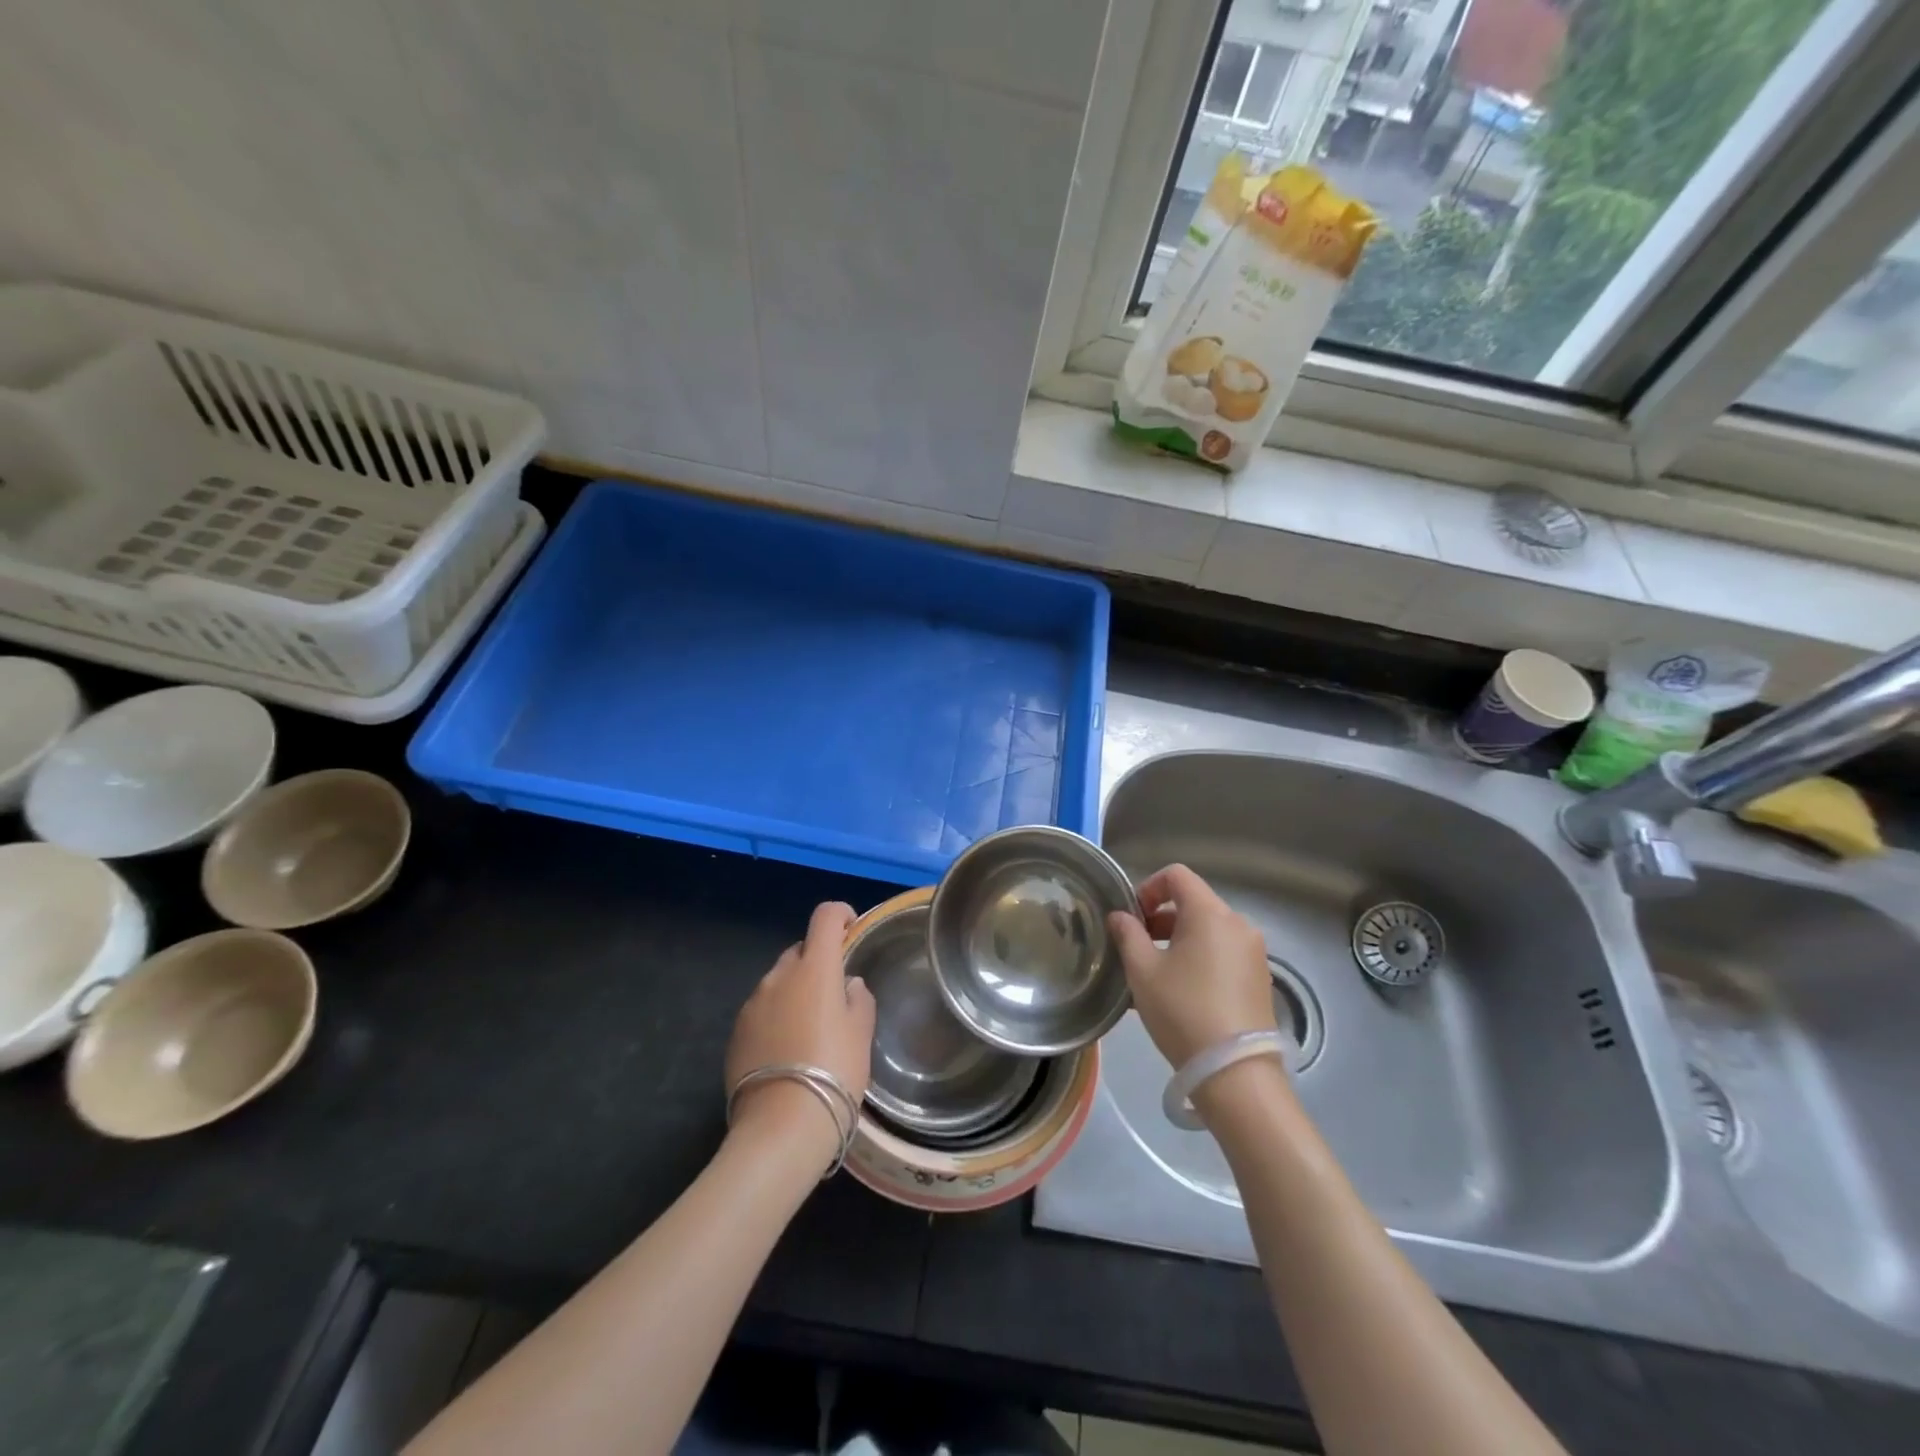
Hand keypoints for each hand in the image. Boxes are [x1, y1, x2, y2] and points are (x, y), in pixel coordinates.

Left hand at [725, 902, 875, 1161]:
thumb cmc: (835, 1071)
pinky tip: (787, 1051)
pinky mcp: (736, 1032)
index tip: (852, 930)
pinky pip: (761, 1011)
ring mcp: (752, 1004)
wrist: (782, 1126)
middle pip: (800, 951)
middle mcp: (779, 976)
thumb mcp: (861, 1034)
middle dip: (818, 962)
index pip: (825, 917)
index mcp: (814, 968)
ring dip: (795, 992)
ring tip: (810, 1029)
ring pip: (779, 983)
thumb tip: (848, 986)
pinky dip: (776, 1018)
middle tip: (835, 994)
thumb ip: (858, 1000)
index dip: (841, 915)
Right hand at [1107, 864, 1275, 1069]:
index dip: (1149, 887)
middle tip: (1138, 947)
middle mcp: (1238, 924)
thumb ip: (1127, 935)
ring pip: (1209, 930)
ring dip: (1179, 940)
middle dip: (1161, 918)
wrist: (1235, 1073)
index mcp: (1210, 913)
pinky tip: (1182, 992)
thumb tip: (1120, 916)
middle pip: (1194, 903)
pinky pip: (1223, 953)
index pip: (1177, 876)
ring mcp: (1254, 953)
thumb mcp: (1143, 971)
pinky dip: (1200, 958)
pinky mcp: (1260, 979)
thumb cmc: (1183, 1011)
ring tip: (1156, 973)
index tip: (1133, 917)